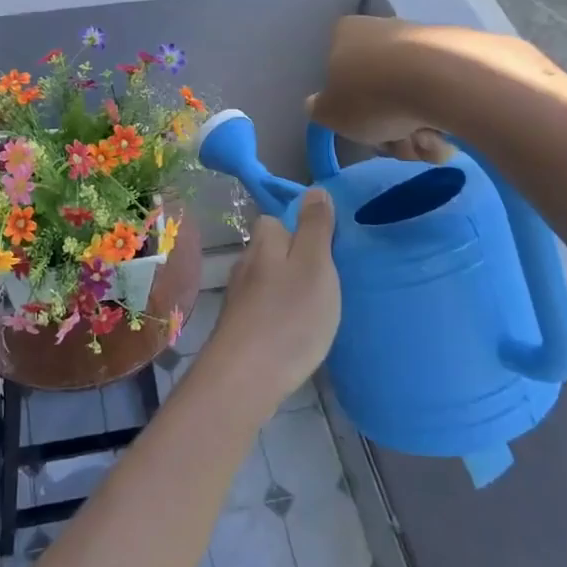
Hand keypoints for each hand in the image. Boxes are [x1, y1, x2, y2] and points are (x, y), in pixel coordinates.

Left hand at [208, 189, 340, 407]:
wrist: (246, 377)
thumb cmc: (289, 315)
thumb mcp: (314, 264)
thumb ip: (315, 227)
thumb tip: (313, 190)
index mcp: (264, 242)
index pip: (277, 219)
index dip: (301, 228)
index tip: (327, 248)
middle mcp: (245, 263)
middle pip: (272, 250)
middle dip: (296, 260)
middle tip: (328, 282)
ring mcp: (238, 297)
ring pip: (267, 280)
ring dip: (288, 288)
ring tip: (316, 308)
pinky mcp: (238, 327)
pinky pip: (264, 308)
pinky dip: (279, 313)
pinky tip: (295, 332)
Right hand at [307, 16, 556, 160]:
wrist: (443, 80)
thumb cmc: (372, 95)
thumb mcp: (330, 113)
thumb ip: (319, 110)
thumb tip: (317, 104)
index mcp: (346, 34)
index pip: (338, 72)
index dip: (350, 108)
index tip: (362, 128)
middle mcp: (384, 29)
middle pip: (379, 92)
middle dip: (389, 129)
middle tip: (396, 145)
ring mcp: (424, 41)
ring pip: (413, 99)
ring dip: (416, 132)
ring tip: (428, 143)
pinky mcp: (462, 55)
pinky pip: (445, 96)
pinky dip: (444, 121)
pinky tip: (450, 135)